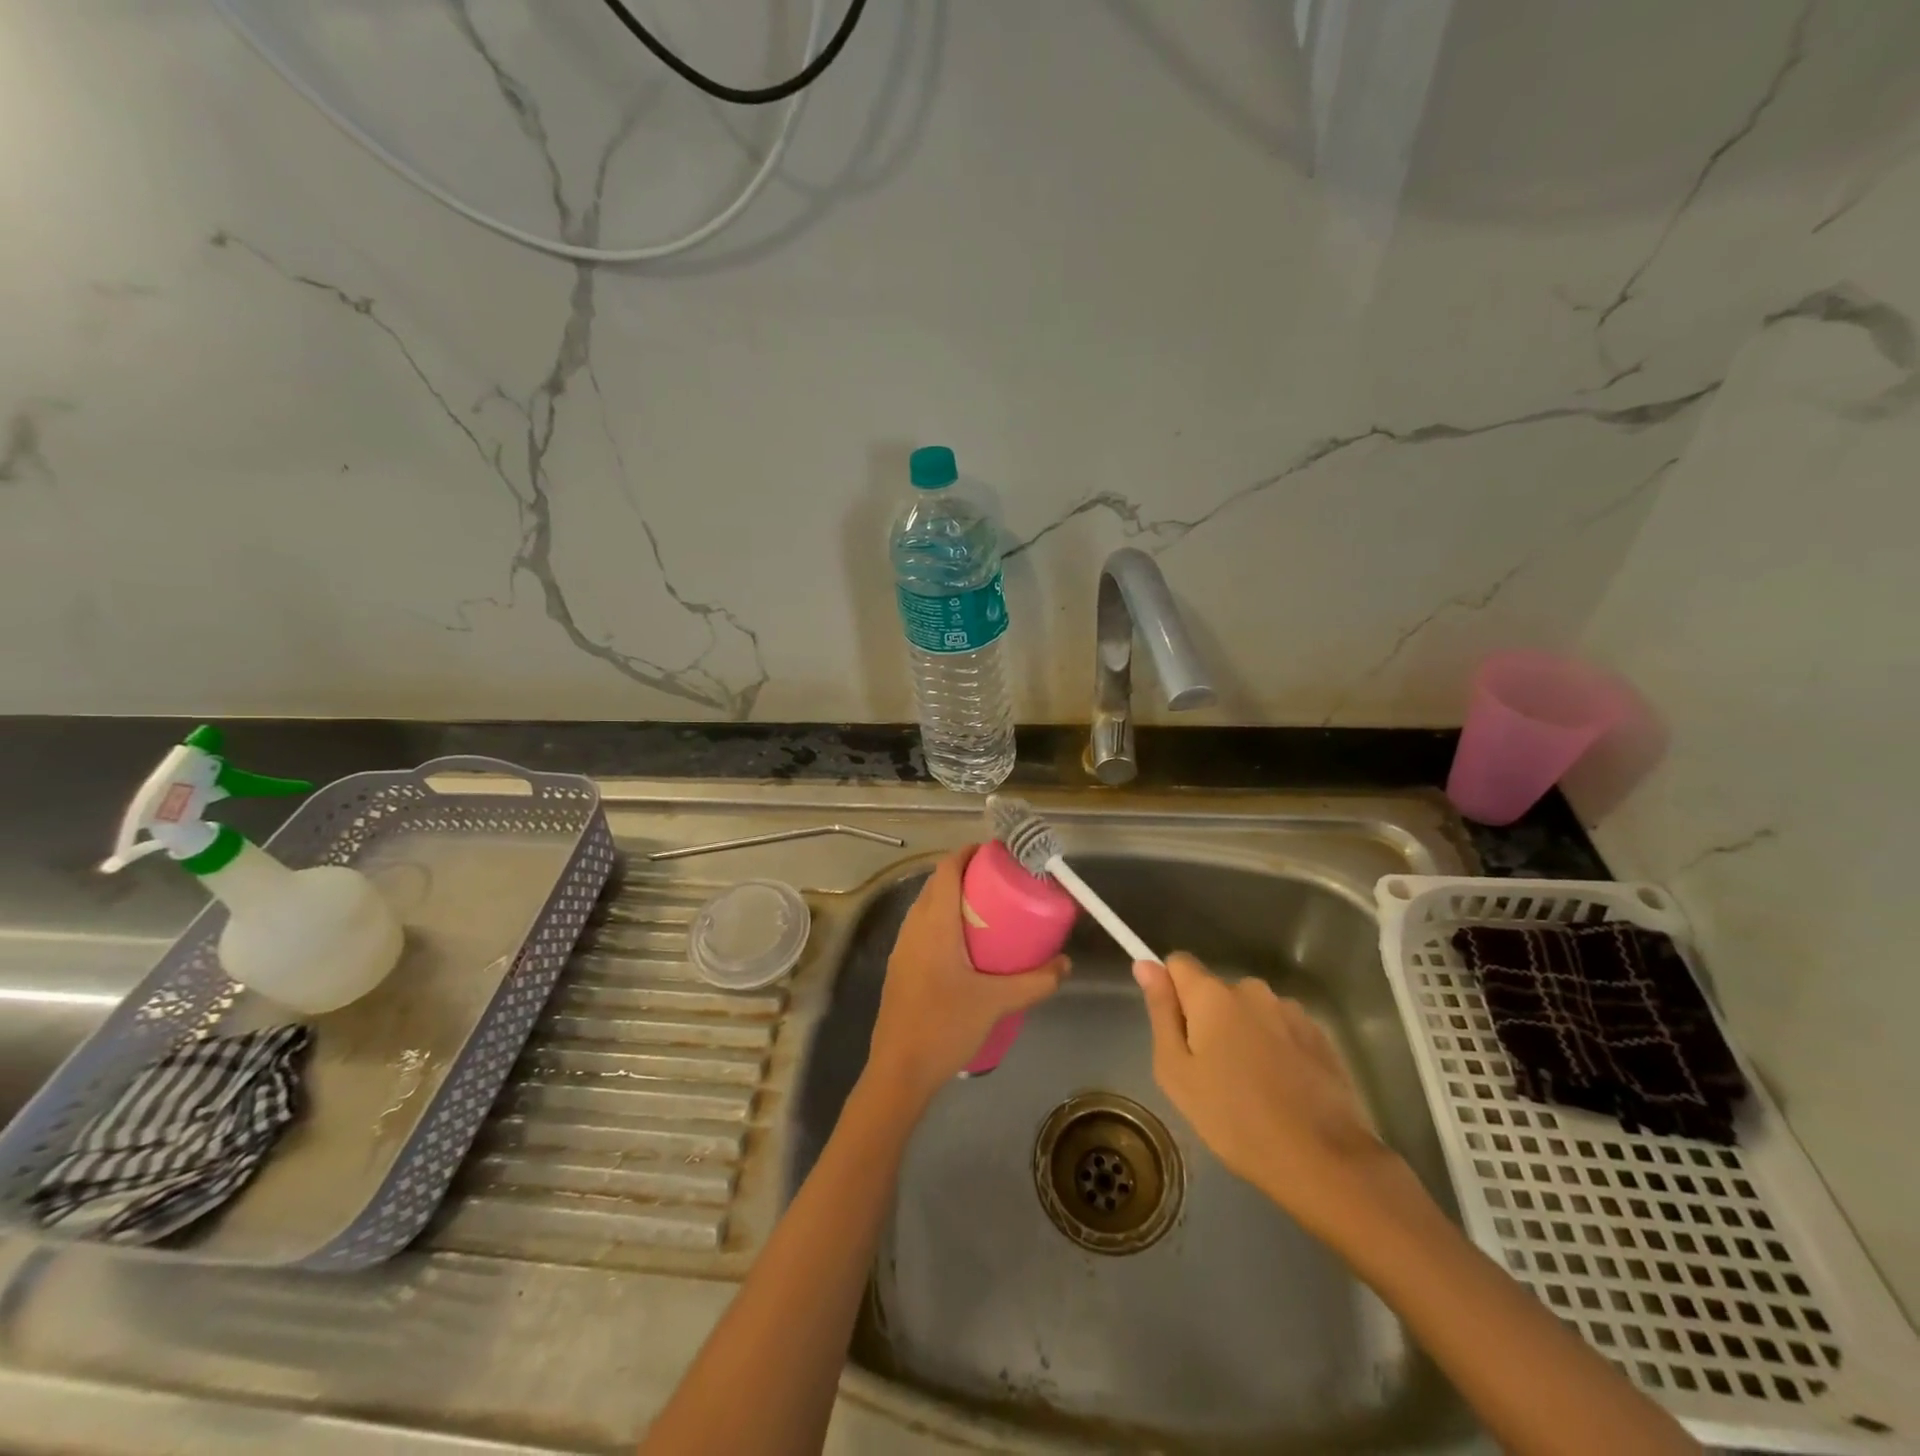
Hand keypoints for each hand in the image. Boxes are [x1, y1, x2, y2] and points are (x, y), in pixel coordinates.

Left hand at [865, 849, 1069, 1105]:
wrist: (898, 1071)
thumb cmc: (945, 1027)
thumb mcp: (996, 1002)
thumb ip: (1035, 982)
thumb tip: (1065, 963)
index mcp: (934, 924)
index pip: (947, 870)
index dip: (968, 853)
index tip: (996, 853)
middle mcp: (913, 927)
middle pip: (936, 884)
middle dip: (965, 874)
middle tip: (1000, 881)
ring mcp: (902, 948)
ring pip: (927, 906)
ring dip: (952, 898)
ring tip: (987, 910)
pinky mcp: (900, 968)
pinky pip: (922, 928)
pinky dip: (943, 921)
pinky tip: (965, 946)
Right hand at [1134, 953, 1394, 1234]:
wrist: (1323, 1160)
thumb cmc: (1234, 1118)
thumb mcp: (1176, 1072)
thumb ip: (1161, 1012)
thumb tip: (1145, 964)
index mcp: (1212, 994)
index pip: (1178, 963)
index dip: (1171, 989)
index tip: (1176, 1029)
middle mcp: (1252, 989)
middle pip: (1216, 991)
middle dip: (1209, 1019)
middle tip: (1212, 1072)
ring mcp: (1290, 1010)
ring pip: (1251, 1011)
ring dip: (1244, 1033)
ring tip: (1252, 1085)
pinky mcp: (1320, 1035)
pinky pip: (1282, 1029)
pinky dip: (1275, 1048)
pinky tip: (1282, 1089)